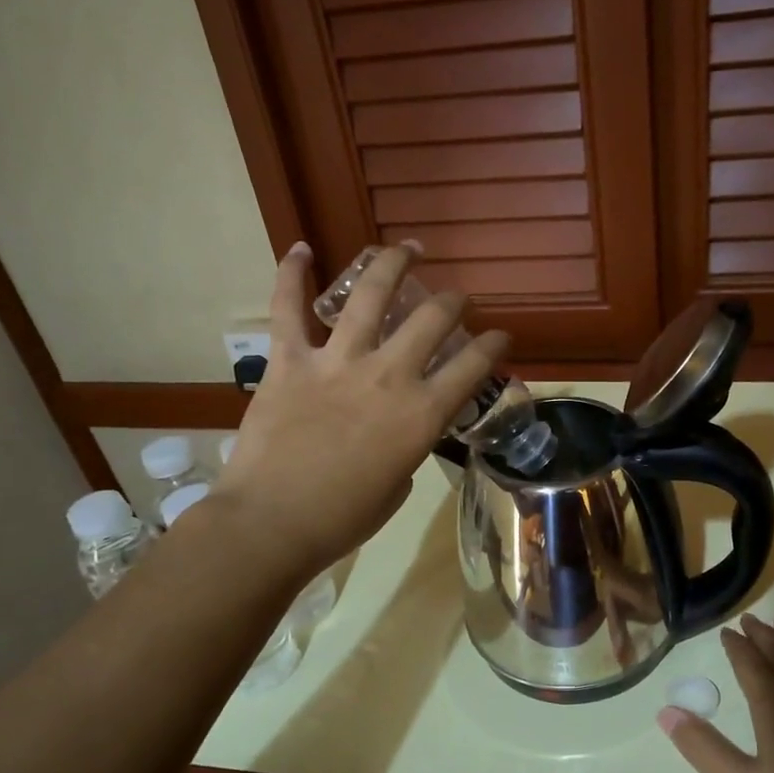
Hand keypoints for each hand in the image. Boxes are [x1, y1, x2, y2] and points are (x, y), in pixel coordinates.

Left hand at [219, 242, 508, 575]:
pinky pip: (287, 308)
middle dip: (453, 301)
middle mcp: (388, 376)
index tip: (500, 336)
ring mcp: (337, 362)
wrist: (273, 523)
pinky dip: (292, 274)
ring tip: (405, 249)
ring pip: (371, 296)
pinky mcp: (289, 361)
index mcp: (421, 414)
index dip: (494, 345)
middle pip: (432, 319)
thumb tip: (396, 428)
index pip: (473, 366)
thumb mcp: (398, 486)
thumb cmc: (343, 519)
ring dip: (392, 264)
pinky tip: (300, 249)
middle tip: (455, 298)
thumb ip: (407, 446)